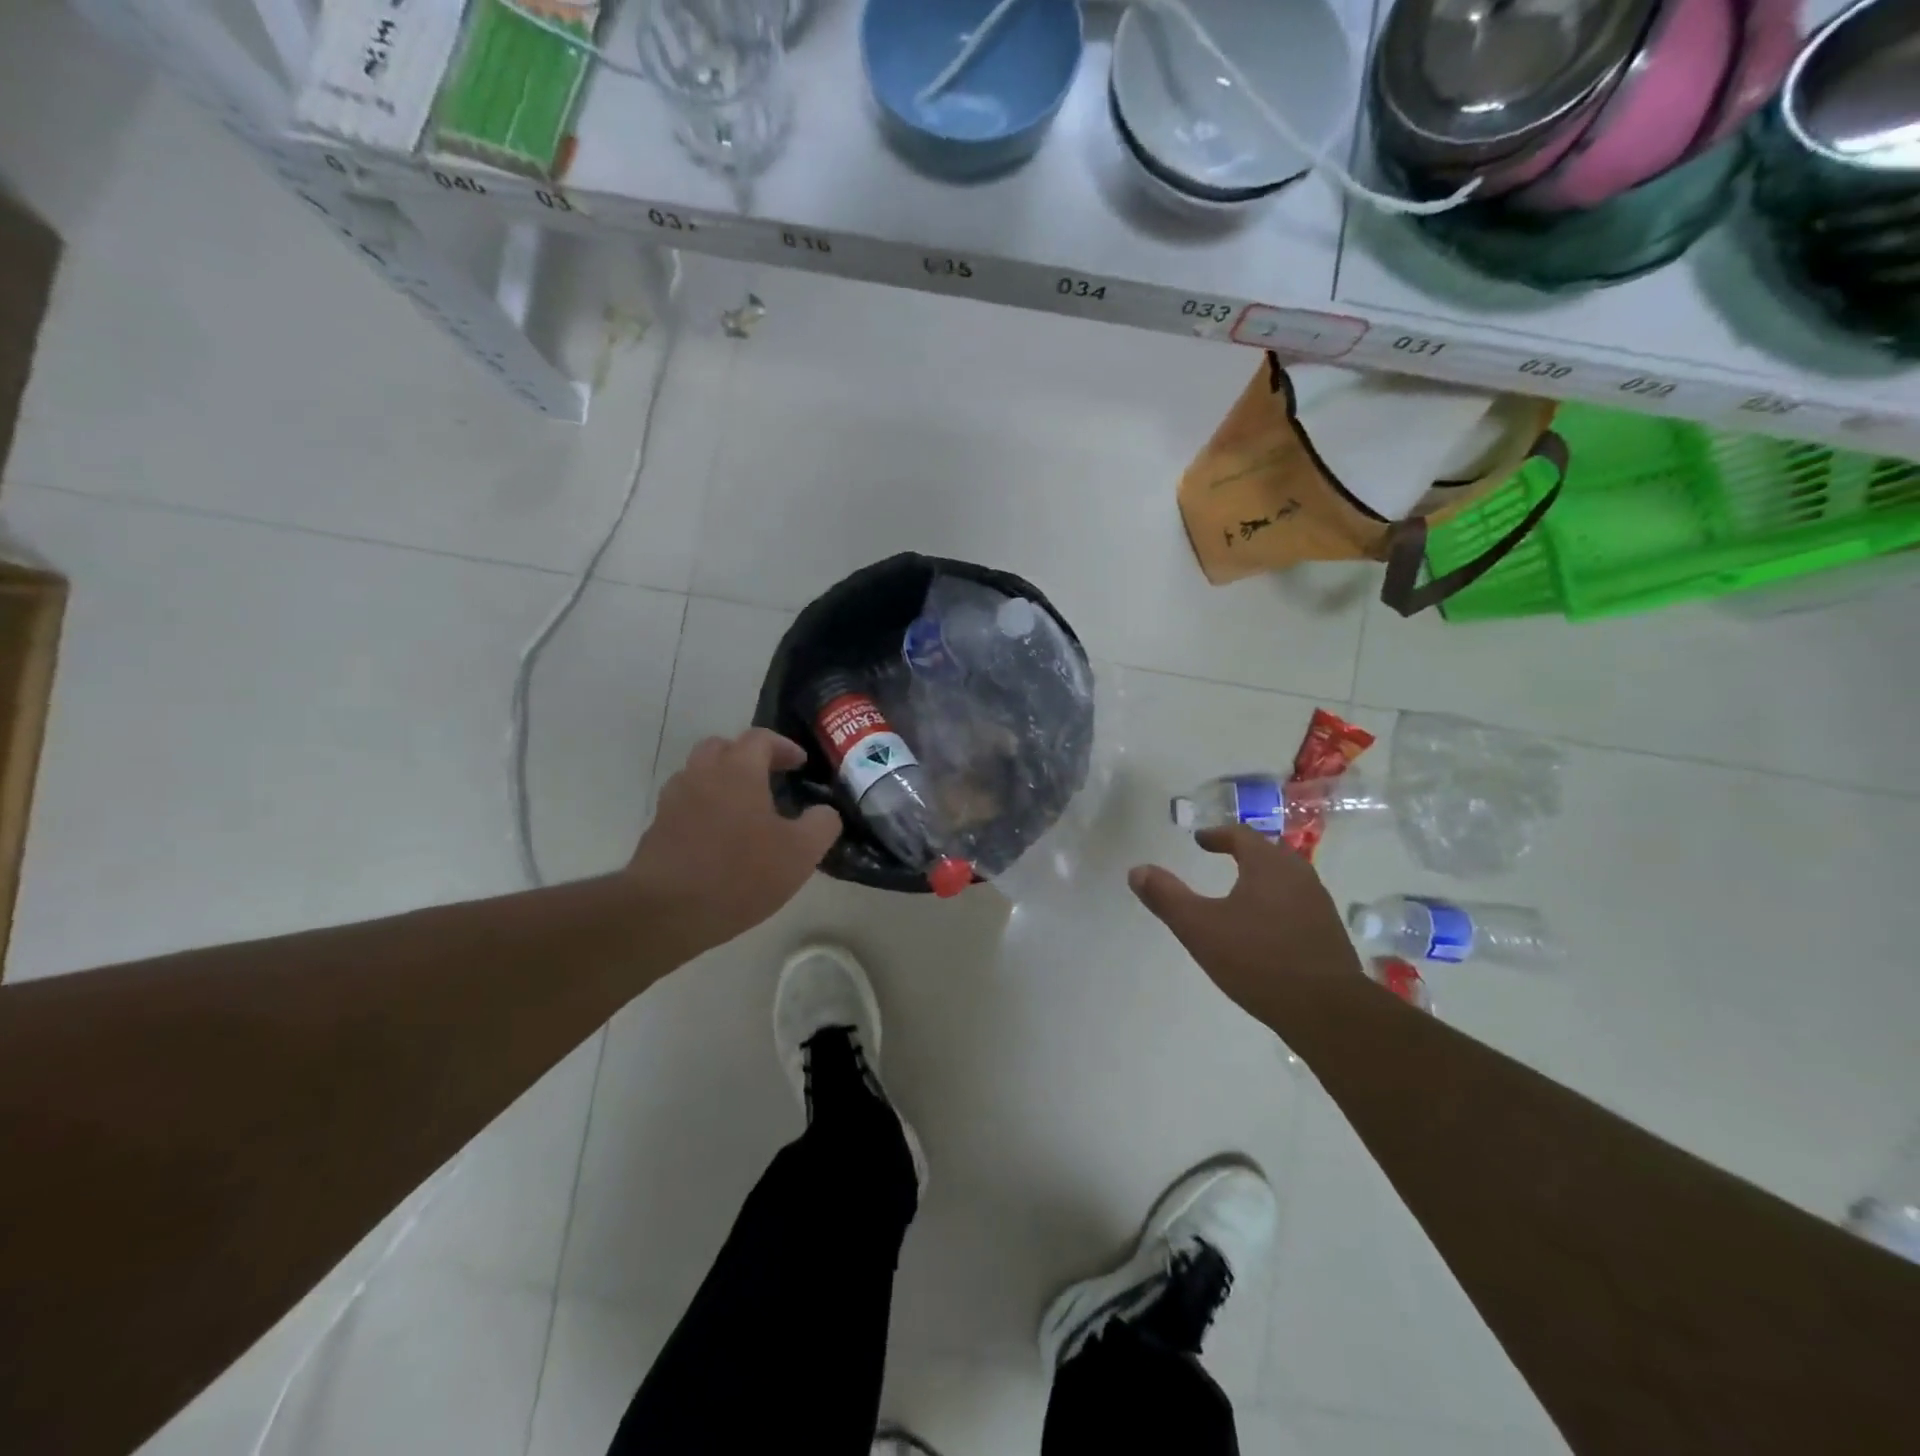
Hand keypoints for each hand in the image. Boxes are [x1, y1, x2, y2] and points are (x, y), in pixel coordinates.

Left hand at [628, 729, 840, 959]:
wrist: (666, 911)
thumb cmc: (740, 874)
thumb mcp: (801, 852)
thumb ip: (822, 824)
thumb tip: (825, 812)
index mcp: (738, 770)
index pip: (760, 738)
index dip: (783, 746)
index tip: (799, 764)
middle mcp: (701, 774)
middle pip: (722, 748)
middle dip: (747, 756)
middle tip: (769, 777)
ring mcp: (674, 801)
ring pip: (698, 774)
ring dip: (722, 781)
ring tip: (744, 808)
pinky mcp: (657, 829)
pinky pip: (685, 805)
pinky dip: (704, 808)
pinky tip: (720, 838)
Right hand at [1128, 826, 1361, 1028]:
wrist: (1326, 1010)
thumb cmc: (1257, 959)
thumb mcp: (1199, 927)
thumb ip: (1167, 897)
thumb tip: (1137, 870)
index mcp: (1268, 865)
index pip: (1241, 835)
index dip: (1217, 835)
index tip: (1200, 841)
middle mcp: (1298, 875)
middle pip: (1268, 852)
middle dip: (1243, 852)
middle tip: (1221, 858)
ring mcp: (1319, 904)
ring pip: (1285, 878)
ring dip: (1262, 878)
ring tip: (1240, 892)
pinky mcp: (1329, 933)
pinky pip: (1297, 903)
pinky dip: (1276, 902)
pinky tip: (1265, 927)